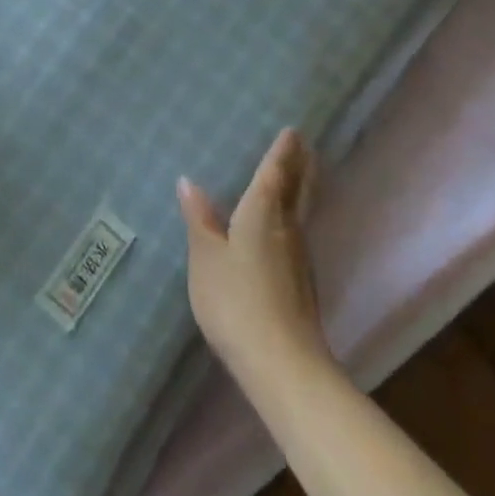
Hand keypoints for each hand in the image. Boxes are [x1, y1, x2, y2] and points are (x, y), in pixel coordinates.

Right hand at [178, 129, 331, 392]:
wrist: (283, 365)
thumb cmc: (236, 301)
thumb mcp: (206, 258)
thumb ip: (199, 220)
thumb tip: (189, 182)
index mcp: (263, 213)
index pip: (275, 172)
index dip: (282, 151)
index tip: (292, 130)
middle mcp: (287, 228)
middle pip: (298, 189)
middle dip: (301, 165)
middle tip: (305, 146)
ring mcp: (299, 257)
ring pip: (301, 211)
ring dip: (300, 189)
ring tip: (294, 177)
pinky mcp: (302, 284)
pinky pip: (297, 234)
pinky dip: (294, 217)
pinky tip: (283, 228)